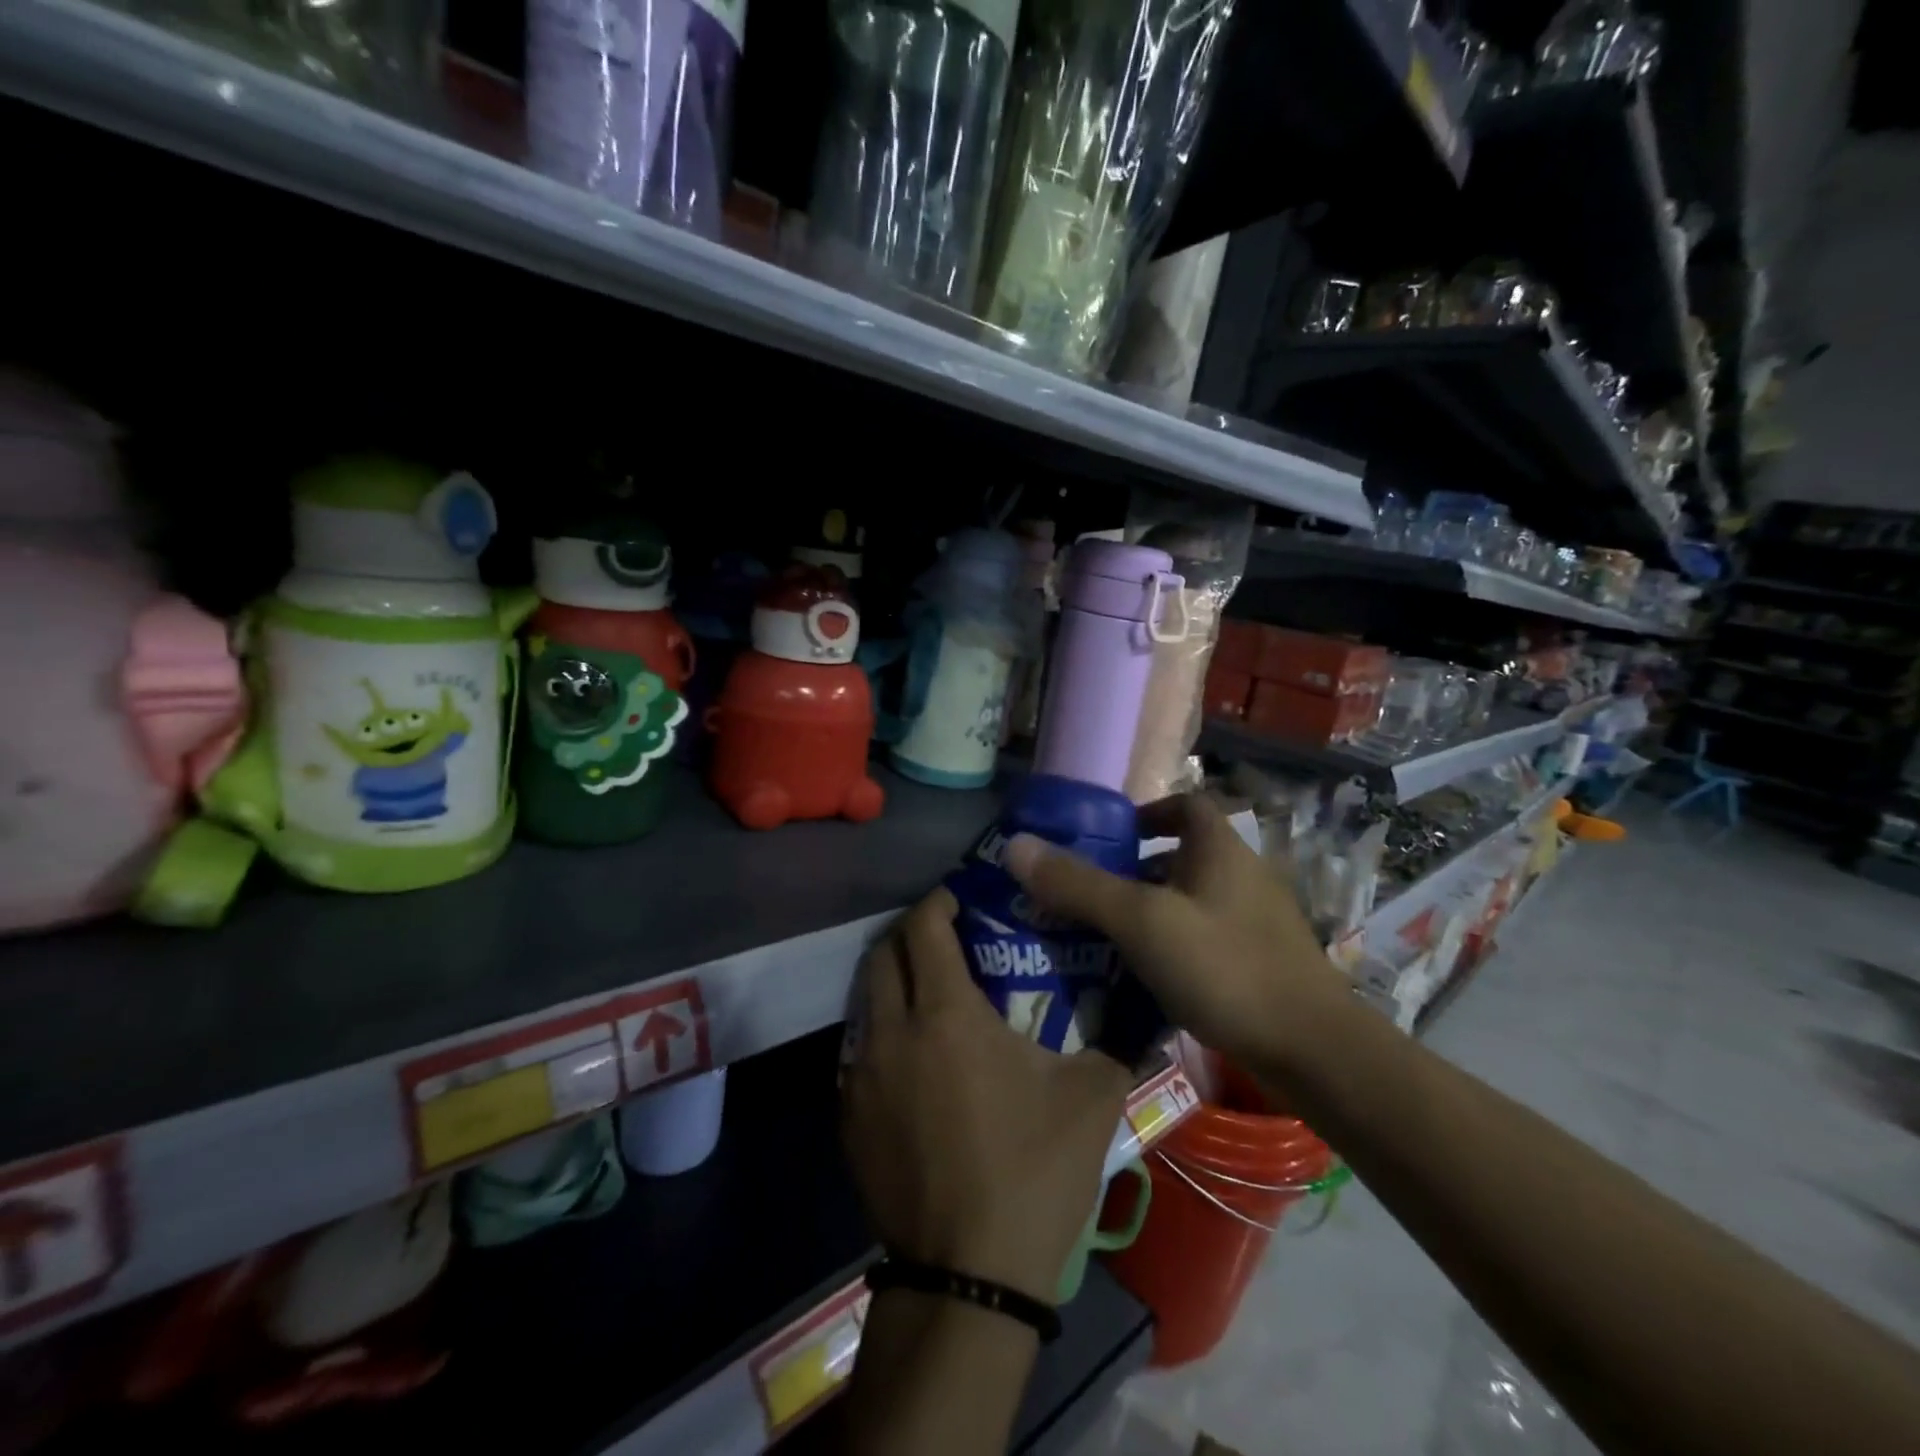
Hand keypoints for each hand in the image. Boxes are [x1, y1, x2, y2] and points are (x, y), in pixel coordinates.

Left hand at [842, 888, 1132, 1304]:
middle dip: (912, 933)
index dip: (941, 901)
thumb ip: (1118, 1037)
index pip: (925, 926)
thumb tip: (1143, 1000)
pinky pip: (859, 1050)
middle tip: (947, 940)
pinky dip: (882, 1032)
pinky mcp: (848, 1116)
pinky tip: (915, 1060)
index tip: (963, 899)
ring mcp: (861, 1075)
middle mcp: (892, 1031)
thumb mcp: (1092, 1098)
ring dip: (894, 981)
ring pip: (866, 1000)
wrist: (968, 1277)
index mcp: (945, 1013)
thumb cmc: (1032, 1172)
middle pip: (884, 953)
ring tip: (931, 995)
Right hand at [1004, 793, 1347, 1070]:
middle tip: (1088, 893)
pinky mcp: (1260, 963)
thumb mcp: (1141, 922)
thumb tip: (1016, 845)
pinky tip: (1143, 978)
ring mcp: (1255, 921)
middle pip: (1181, 856)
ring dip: (1150, 911)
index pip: (1185, 805)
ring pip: (1190, 901)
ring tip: (1103, 937)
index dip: (1146, 812)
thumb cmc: (1224, 966)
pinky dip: (1171, 946)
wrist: (1314, 1051)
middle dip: (1134, 870)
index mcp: (1220, 849)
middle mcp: (1242, 875)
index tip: (1107, 838)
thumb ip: (1079, 885)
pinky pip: (1203, 938)